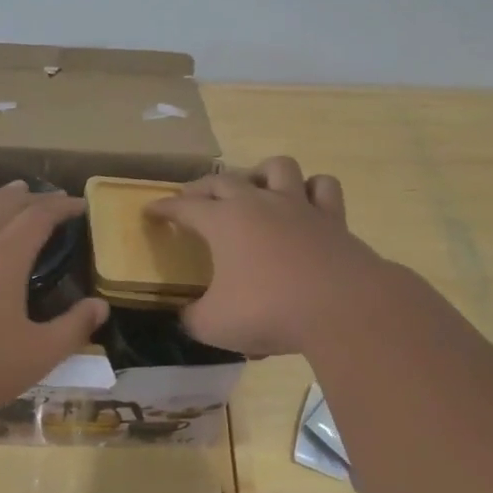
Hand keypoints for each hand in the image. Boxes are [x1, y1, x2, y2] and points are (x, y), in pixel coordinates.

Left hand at [0, 181, 109, 421]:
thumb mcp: (36, 355)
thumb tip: (100, 306)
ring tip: (10, 192)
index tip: (79, 205)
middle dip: (31, 197)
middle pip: (4, 204)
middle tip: (50, 197)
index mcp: (4, 255)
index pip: (39, 216)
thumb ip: (72, 328)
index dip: (62, 207)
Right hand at [148, 157, 386, 355]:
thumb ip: (193, 318)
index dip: (164, 209)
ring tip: (254, 188)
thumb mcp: (214, 325)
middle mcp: (258, 203)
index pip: (183, 207)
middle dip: (201, 188)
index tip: (150, 211)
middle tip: (191, 199)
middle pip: (223, 180)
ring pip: (277, 168)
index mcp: (223, 222)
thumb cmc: (269, 311)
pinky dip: (312, 190)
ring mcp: (298, 206)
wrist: (341, 308)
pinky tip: (305, 201)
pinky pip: (323, 188)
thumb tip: (186, 316)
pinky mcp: (333, 218)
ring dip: (260, 173)